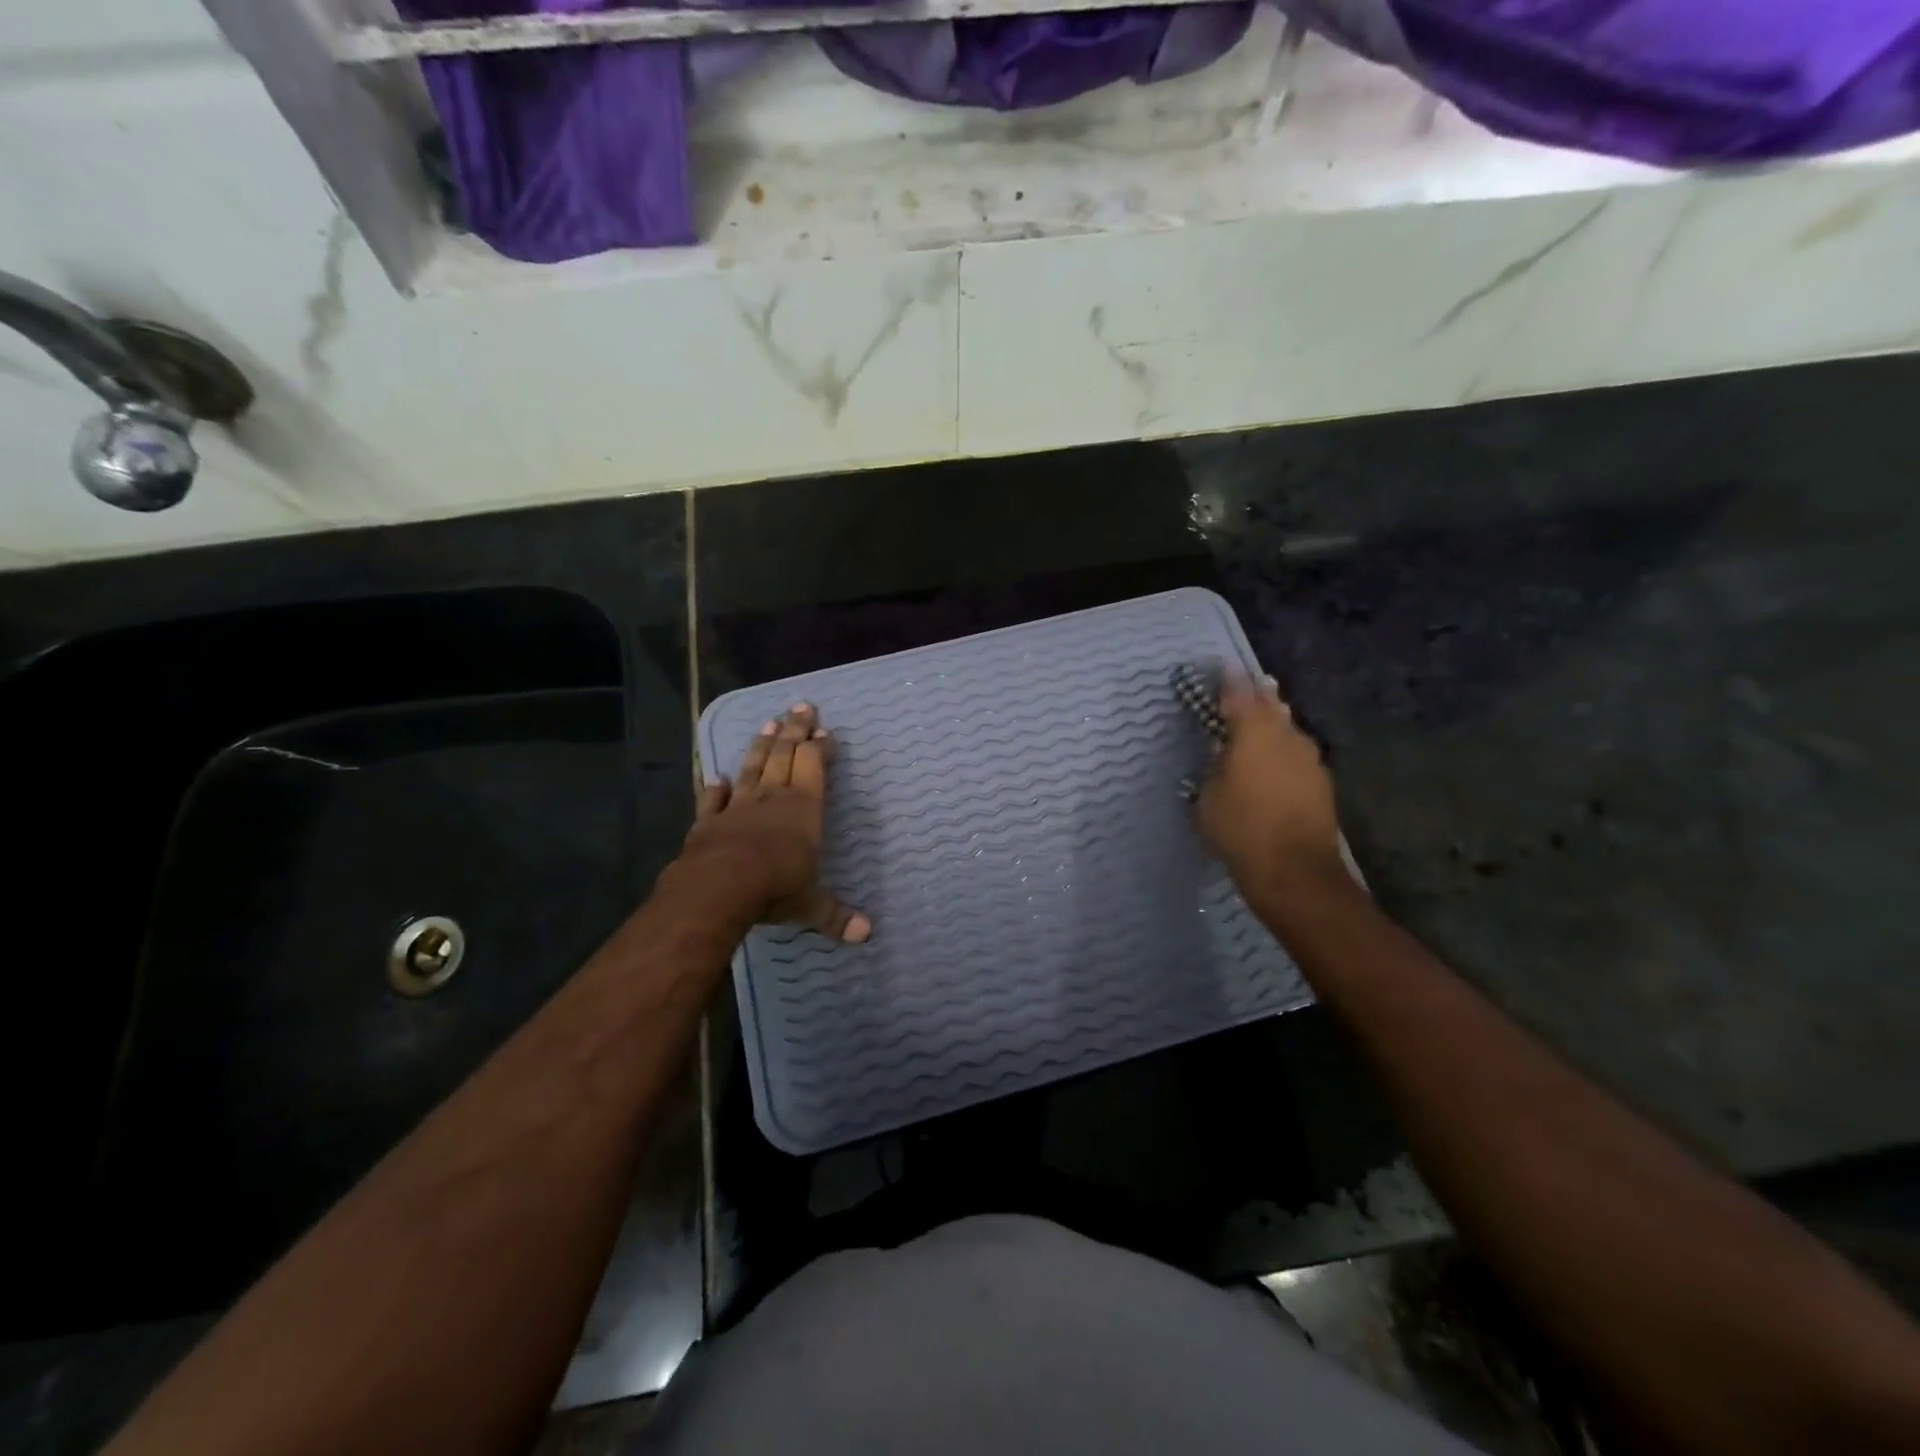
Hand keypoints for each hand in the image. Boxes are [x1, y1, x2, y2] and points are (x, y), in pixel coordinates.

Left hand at [679, 703, 870, 942]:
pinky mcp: (707, 822)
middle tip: (800, 705)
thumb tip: (868, 935)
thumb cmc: (775, 887)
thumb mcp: (811, 905)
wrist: (718, 887)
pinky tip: (717, 776)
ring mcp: (737, 807)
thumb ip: (836, 916)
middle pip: (784, 754)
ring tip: (767, 722)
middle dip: (794, 729)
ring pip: (752, 768)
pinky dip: (715, 788)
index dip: (819, 747)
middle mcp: (772, 798)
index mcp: (803, 808)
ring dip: (760, 745)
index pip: (814, 766)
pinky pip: (712, 800)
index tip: (824, 730)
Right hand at [1196, 673, 1346, 898]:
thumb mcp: (1209, 797)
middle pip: (1271, 705)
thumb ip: (1215, 765)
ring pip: (1287, 728)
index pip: (1239, 694)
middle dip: (1258, 694)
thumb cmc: (1240, 830)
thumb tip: (1224, 749)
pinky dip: (1283, 750)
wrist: (1294, 871)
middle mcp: (1286, 736)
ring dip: (1273, 722)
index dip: (1230, 680)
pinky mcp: (1321, 781)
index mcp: (1254, 733)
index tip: (1223, 667)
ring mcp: (1309, 758)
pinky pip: (1296, 753)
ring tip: (1261, 719)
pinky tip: (1274, 761)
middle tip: (1248, 686)